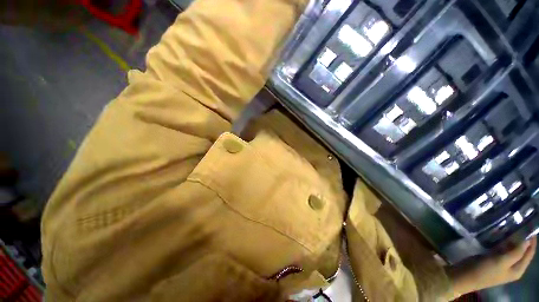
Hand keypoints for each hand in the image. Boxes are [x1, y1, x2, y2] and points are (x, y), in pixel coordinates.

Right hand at [447, 237, 536, 297]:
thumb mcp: (502, 262)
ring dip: (510, 240)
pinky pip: (501, 249)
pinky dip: (501, 242)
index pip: (529, 253)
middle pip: (520, 251)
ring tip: (507, 228)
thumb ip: (516, 252)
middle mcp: (512, 267)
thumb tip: (527, 240)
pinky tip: (497, 236)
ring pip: (510, 249)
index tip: (531, 228)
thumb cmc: (486, 270)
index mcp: (518, 269)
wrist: (466, 276)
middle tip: (517, 226)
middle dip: (520, 239)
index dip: (531, 241)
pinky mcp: (493, 259)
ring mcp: (502, 263)